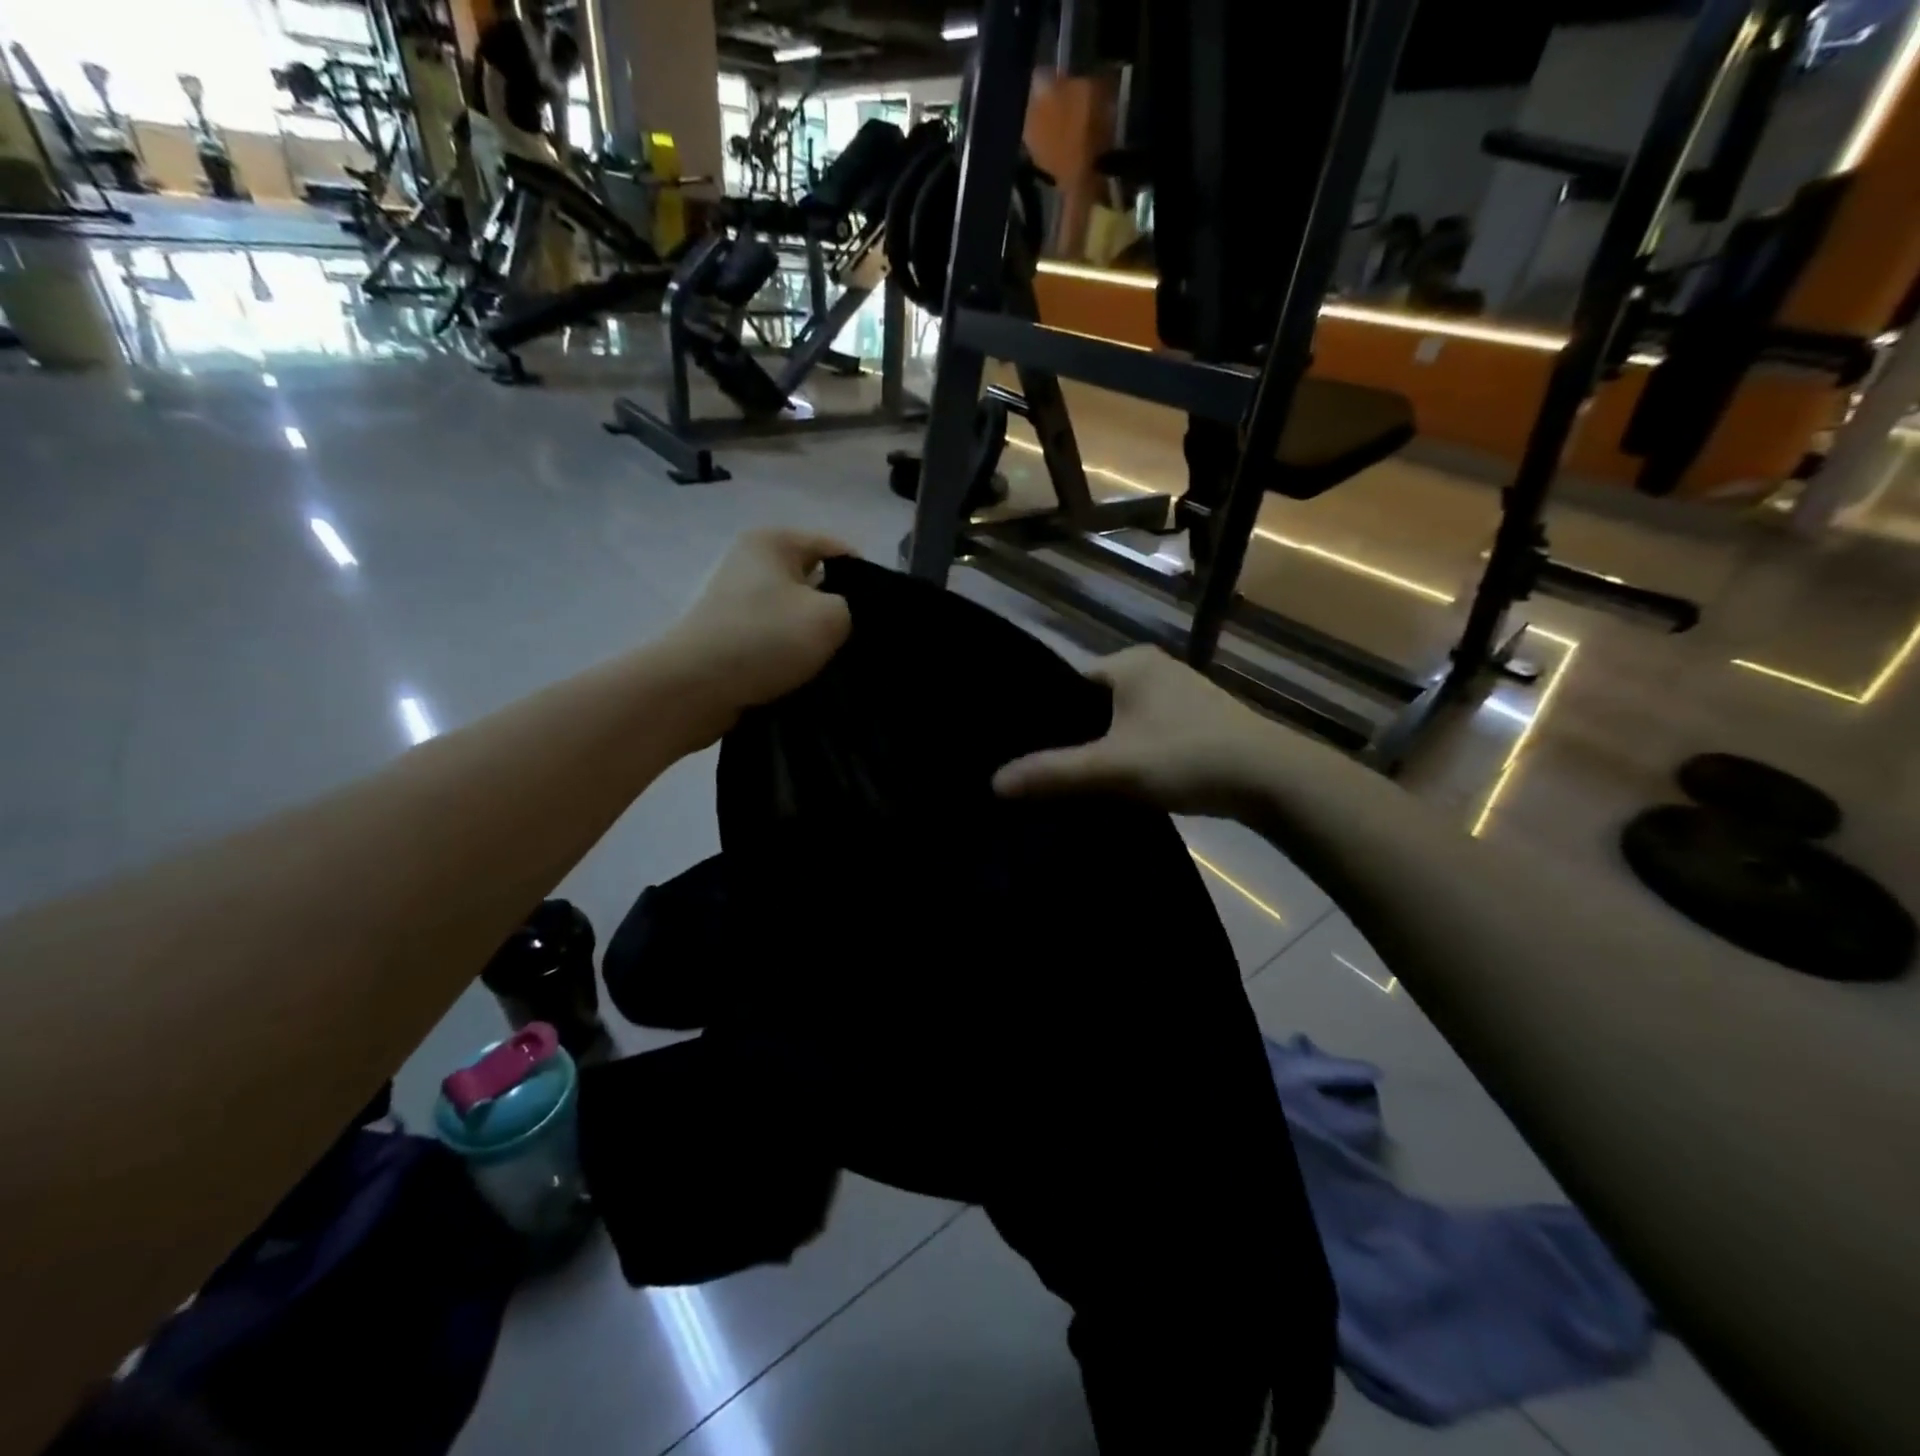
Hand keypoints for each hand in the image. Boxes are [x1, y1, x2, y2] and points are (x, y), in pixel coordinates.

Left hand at [666, 530, 853, 721]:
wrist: (695, 689)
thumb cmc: (765, 639)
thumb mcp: (831, 616)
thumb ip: (853, 607)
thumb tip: (845, 616)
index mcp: (773, 542)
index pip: (837, 549)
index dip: (867, 579)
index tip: (883, 614)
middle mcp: (753, 564)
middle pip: (817, 583)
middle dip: (841, 611)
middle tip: (865, 641)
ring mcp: (740, 602)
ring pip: (799, 617)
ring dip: (818, 639)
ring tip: (841, 663)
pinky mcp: (734, 638)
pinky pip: (778, 641)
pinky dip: (795, 657)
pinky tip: (813, 676)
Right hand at [993, 645, 1297, 816]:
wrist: (1273, 780)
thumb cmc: (1186, 757)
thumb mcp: (1112, 767)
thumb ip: (1053, 773)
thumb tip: (993, 782)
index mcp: (1130, 662)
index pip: (1067, 683)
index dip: (1045, 718)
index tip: (1026, 751)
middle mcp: (1155, 667)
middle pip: (1094, 703)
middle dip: (1074, 735)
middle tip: (1047, 771)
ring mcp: (1181, 692)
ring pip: (1122, 719)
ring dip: (1105, 746)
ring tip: (1080, 779)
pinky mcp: (1199, 719)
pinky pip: (1146, 731)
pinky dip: (1131, 751)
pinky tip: (1124, 780)